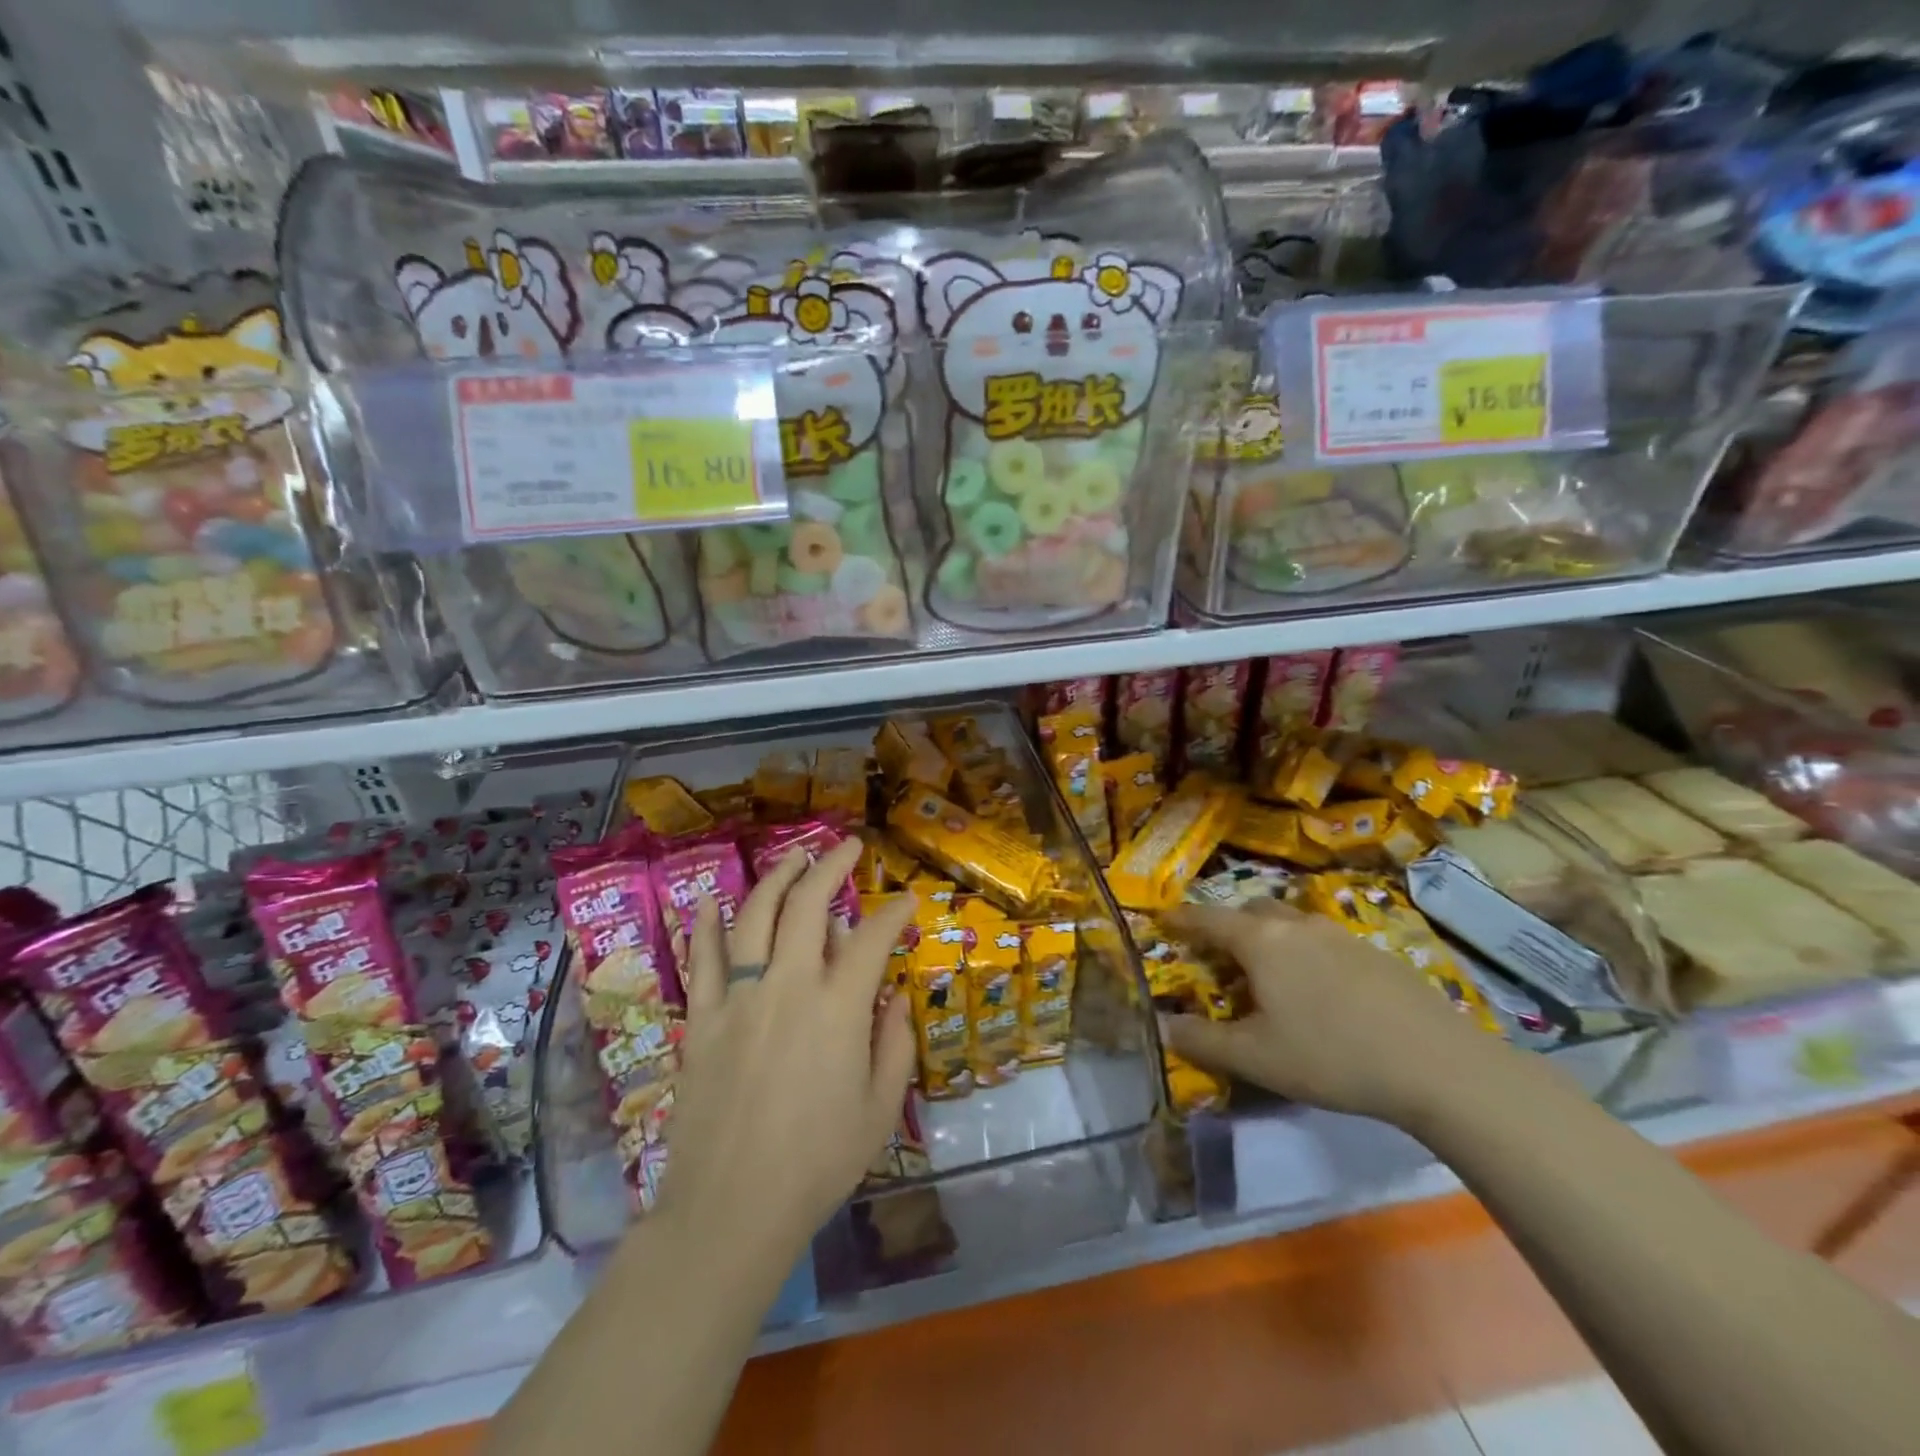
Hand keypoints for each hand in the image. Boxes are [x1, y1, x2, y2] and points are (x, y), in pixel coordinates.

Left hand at [655, 840, 916, 1264]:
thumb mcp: (880, 1109)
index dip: (894, 911)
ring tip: (795, 857)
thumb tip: (893, 998)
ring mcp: (739, 998)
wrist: (731, 1208)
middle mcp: (788, 986)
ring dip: (777, 878)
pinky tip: (710, 900)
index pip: (872, 936)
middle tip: (847, 846)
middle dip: (832, 866)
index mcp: (838, 1007)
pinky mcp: (704, 1019)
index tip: (906, 900)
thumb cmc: (818, 1163)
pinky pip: (703, 960)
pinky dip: (706, 925)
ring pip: (755, 916)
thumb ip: (894, 1044)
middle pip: (808, 904)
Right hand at [1159, 900, 1496, 1126]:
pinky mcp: (1375, 952)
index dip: (1181, 919)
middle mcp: (1297, 925)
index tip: (1163, 919)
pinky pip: (1323, 939)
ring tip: (1269, 973)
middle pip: (1251, 911)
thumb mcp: (1255, 1058)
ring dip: (1269, 937)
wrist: (1438, 1065)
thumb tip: (1161, 1026)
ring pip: (1290, 923)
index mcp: (1261, 941)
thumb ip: (1202, 1041)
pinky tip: (1319, 990)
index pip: (1208, 919)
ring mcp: (1340, 934)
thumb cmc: (1331, 1056)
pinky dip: (1304, 952)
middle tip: (1219, 955)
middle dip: (1228, 926)